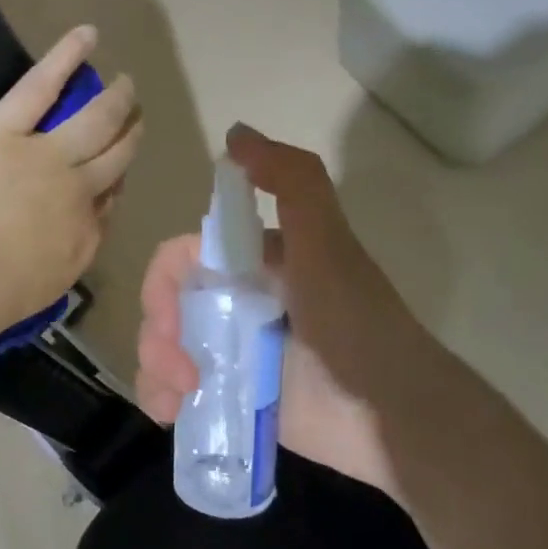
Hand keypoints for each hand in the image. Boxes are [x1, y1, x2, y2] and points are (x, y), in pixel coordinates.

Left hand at [0, 25, 141, 343]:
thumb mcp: (40, 290)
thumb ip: (62, 257)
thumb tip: (71, 232)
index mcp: (83, 236)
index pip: (109, 201)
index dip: (113, 183)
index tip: (112, 175)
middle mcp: (79, 191)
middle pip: (116, 156)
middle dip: (129, 135)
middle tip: (135, 119)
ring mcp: (47, 155)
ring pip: (95, 119)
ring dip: (114, 99)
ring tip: (124, 84)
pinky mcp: (6, 128)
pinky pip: (43, 85)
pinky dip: (67, 56)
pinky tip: (88, 35)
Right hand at [135, 124, 448, 501]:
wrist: (392, 415)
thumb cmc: (354, 325)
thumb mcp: (328, 245)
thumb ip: (293, 183)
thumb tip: (235, 133)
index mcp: (251, 263)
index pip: (180, 259)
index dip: (163, 285)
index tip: (171, 319)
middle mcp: (236, 301)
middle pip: (164, 305)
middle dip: (158, 335)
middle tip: (183, 372)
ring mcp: (231, 350)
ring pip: (162, 347)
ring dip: (155, 369)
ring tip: (180, 398)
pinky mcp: (230, 393)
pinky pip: (175, 389)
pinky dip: (162, 398)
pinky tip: (170, 414)